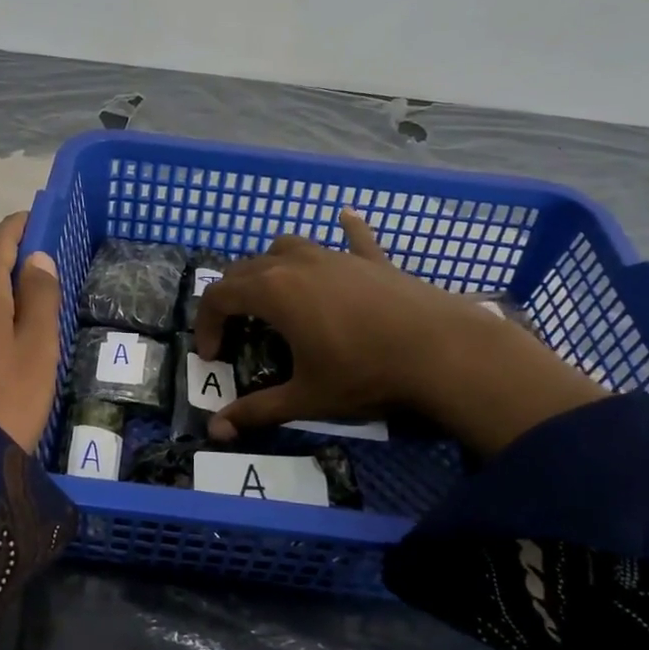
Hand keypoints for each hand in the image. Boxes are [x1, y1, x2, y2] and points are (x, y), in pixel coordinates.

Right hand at [193, 212, 605, 455]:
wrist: (443, 351)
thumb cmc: (364, 373)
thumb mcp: (307, 397)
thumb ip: (257, 411)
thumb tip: (216, 431)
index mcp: (273, 291)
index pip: (218, 295)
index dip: (205, 324)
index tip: (213, 356)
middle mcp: (297, 263)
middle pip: (246, 268)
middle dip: (231, 297)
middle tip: (236, 331)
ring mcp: (336, 256)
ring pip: (288, 246)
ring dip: (271, 265)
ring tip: (275, 293)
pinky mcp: (371, 260)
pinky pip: (353, 237)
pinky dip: (344, 230)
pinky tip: (346, 218)